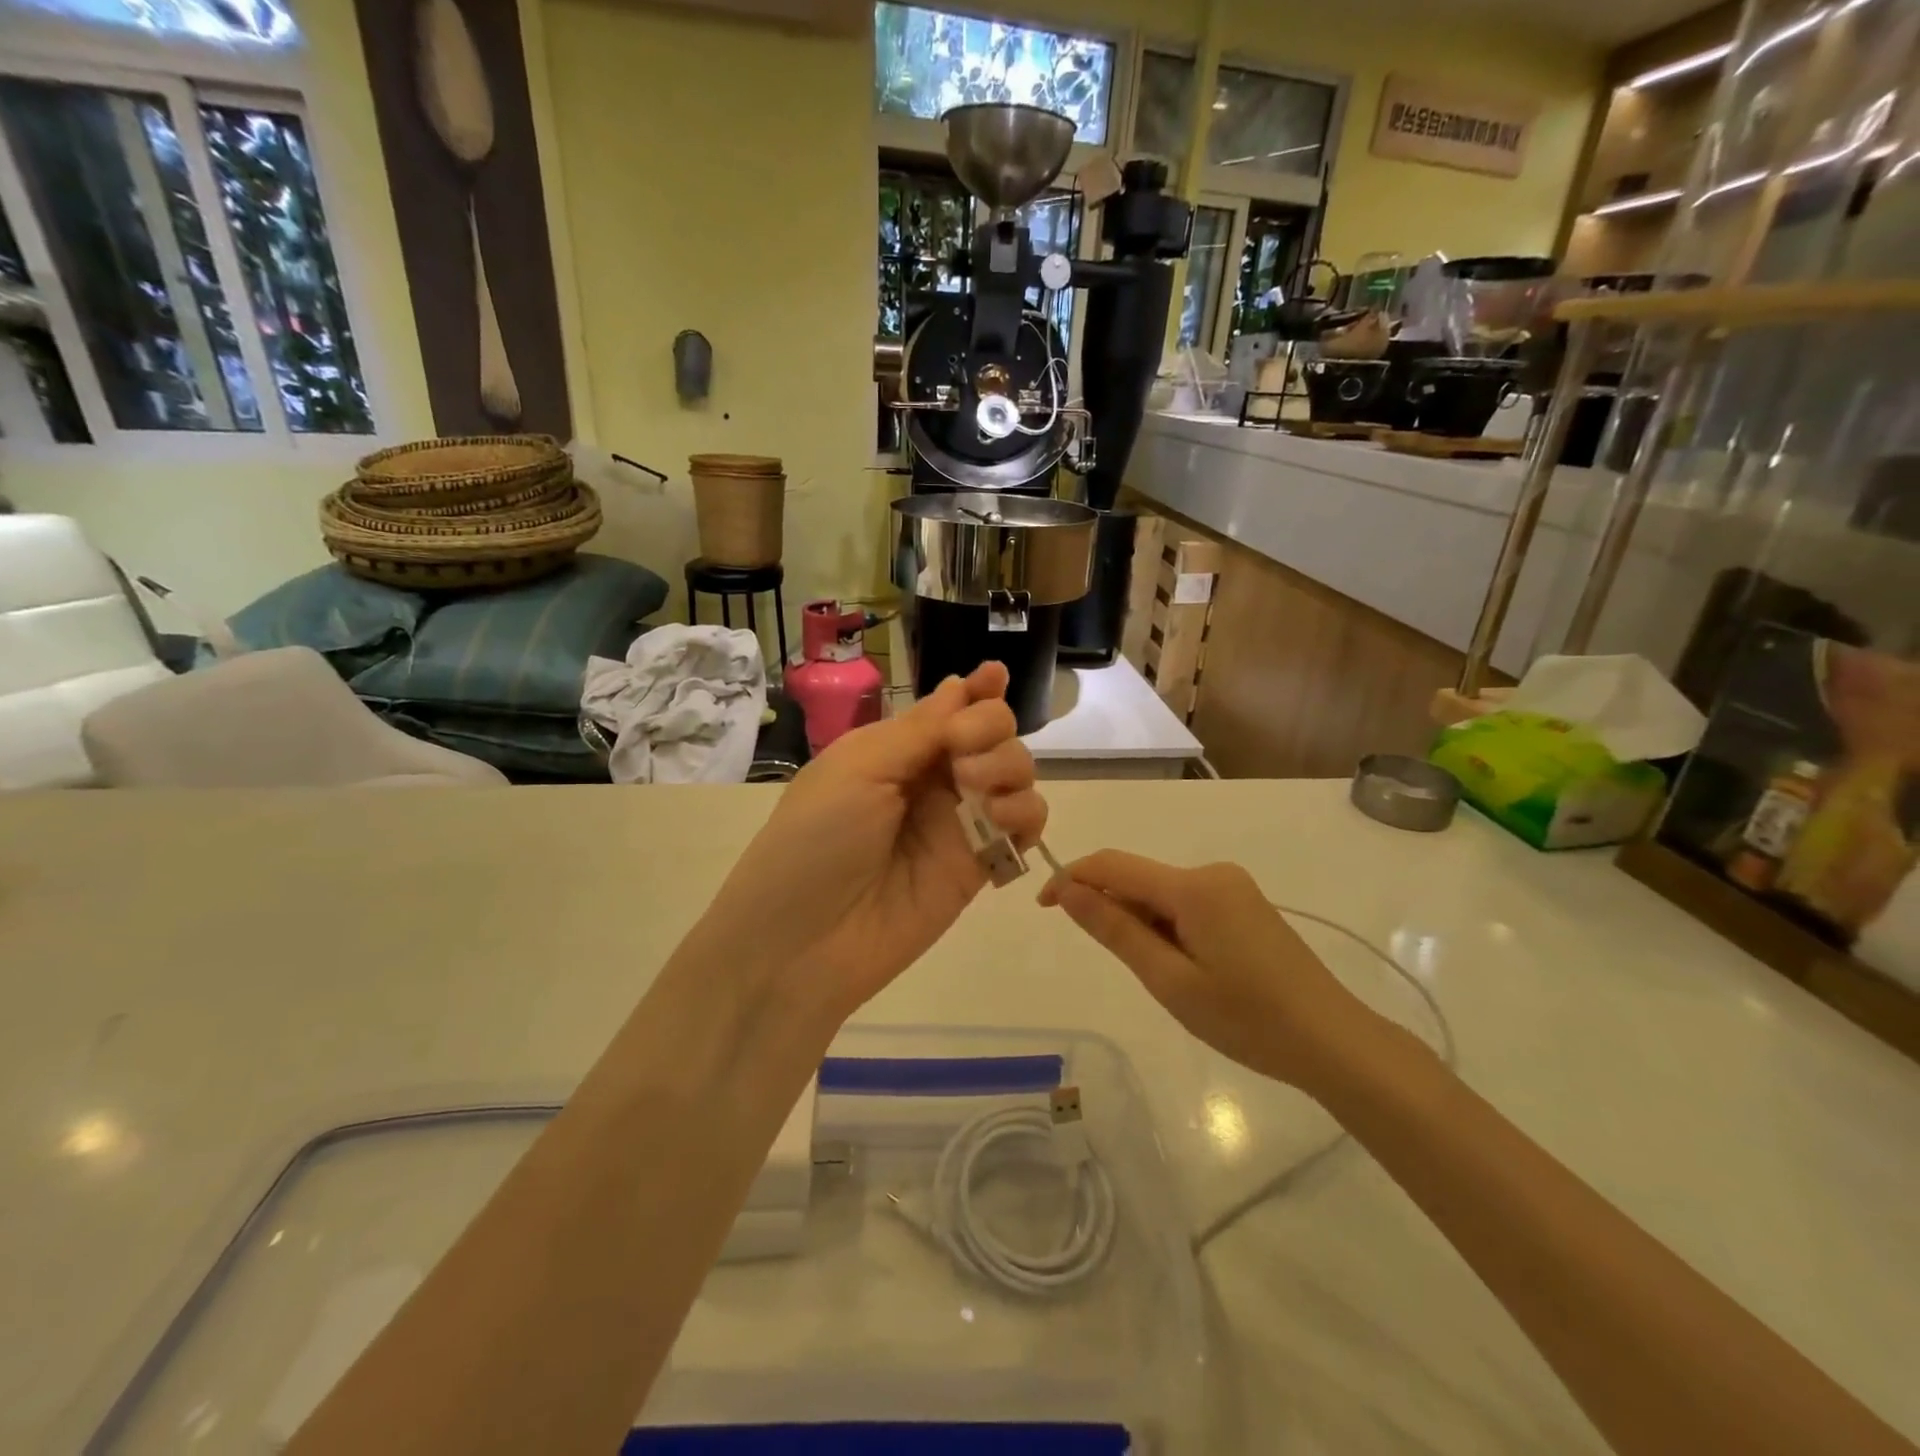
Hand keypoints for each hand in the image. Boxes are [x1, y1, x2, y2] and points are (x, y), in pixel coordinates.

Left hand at [689, 662, 1044, 1023]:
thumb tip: (960, 685)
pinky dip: (1026, 814)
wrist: (803, 942)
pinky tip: (1001, 820)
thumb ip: (920, 730)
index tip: (995, 676)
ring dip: (1011, 767)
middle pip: (992, 734)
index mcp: (896, 749)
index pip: (950, 709)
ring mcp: (959, 823)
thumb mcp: (858, 768)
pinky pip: (1024, 826)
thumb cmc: (815, 839)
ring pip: (1017, 774)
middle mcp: (933, 780)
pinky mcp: (980, 865)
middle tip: (963, 752)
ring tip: (978, 789)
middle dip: (991, 727)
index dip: (977, 690)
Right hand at [1041, 851, 1375, 1091]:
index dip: (1071, 878)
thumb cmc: (1247, 1018)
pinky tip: (1185, 968)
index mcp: (1193, 886)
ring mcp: (1233, 886)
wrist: (1334, 1041)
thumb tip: (1067, 890)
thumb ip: (1115, 929)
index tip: (1043, 908)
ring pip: (1162, 893)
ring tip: (1163, 979)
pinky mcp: (1245, 904)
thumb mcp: (1170, 980)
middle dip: (1111, 910)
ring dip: (1142, 923)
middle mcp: (1212, 872)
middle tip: (1120, 968)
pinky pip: (1187, 903)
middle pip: (1139, 878)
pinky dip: (1168, 927)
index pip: (1112, 865)